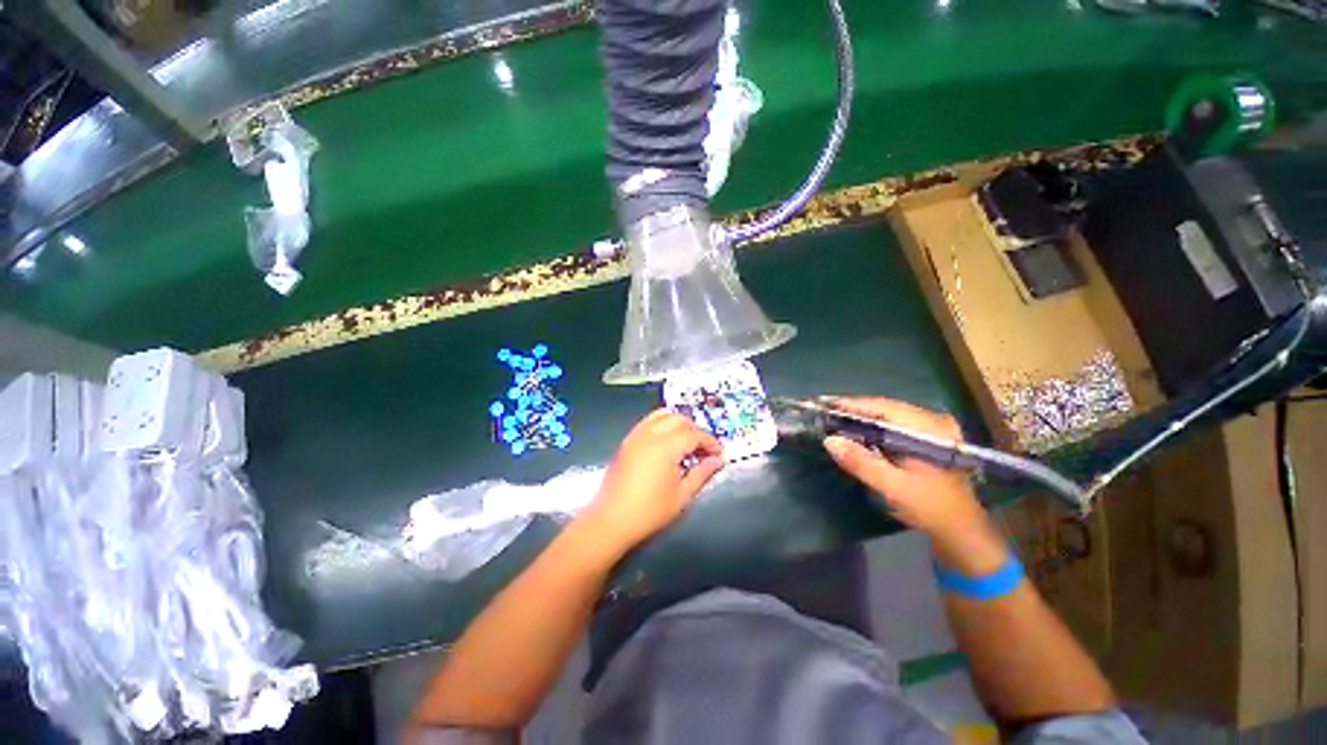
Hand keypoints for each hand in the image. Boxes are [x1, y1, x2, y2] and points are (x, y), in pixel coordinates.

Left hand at [583, 410, 723, 552]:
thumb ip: (701, 474)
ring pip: (661, 415)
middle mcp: (650, 435)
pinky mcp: (627, 441)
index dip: (710, 442)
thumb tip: (717, 461)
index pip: (694, 435)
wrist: (611, 520)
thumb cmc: (649, 512)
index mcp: (666, 447)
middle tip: (703, 449)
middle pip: (678, 419)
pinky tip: (666, 442)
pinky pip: (647, 422)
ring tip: (685, 442)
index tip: (718, 454)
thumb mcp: (682, 496)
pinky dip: (661, 424)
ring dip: (678, 423)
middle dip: (695, 430)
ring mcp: (636, 436)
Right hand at [822, 397, 1007, 574]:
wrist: (961, 528)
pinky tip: (858, 432)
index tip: (824, 404)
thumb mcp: (892, 487)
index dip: (852, 405)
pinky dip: (874, 426)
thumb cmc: (929, 507)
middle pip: (885, 407)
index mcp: (928, 429)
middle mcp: (932, 421)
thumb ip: (861, 462)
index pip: (883, 407)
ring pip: (889, 414)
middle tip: (825, 412)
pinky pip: (895, 423)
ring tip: (836, 419)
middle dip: (854, 410)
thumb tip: (829, 440)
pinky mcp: (929, 436)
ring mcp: (933, 428)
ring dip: (863, 418)